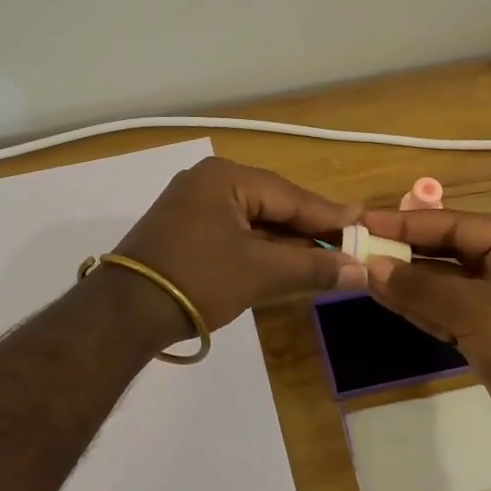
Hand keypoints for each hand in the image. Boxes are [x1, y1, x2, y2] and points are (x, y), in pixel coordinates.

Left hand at [113, 158, 366, 332]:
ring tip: (325, 257)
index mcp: (225, 177)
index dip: (329, 215)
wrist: (125, 312)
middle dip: (309, 229)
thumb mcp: (260, 273)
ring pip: (253, 220)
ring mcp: (192, 205)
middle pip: (272, 204)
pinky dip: (260, 248)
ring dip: (286, 242)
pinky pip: (234, 232)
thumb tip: (361, 271)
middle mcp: (207, 181)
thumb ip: (312, 268)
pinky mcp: (184, 230)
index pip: (290, 195)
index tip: (365, 225)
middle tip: (349, 244)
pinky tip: (285, 263)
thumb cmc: (197, 280)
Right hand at [357, 208, 490, 466]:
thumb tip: (373, 266)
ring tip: (361, 272)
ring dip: (407, 281)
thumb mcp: (474, 311)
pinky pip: (447, 313)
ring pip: (444, 284)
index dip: (406, 222)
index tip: (364, 221)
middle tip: (357, 247)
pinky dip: (419, 308)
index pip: (453, 223)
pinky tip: (386, 299)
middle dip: (404, 251)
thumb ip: (421, 286)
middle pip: (447, 251)